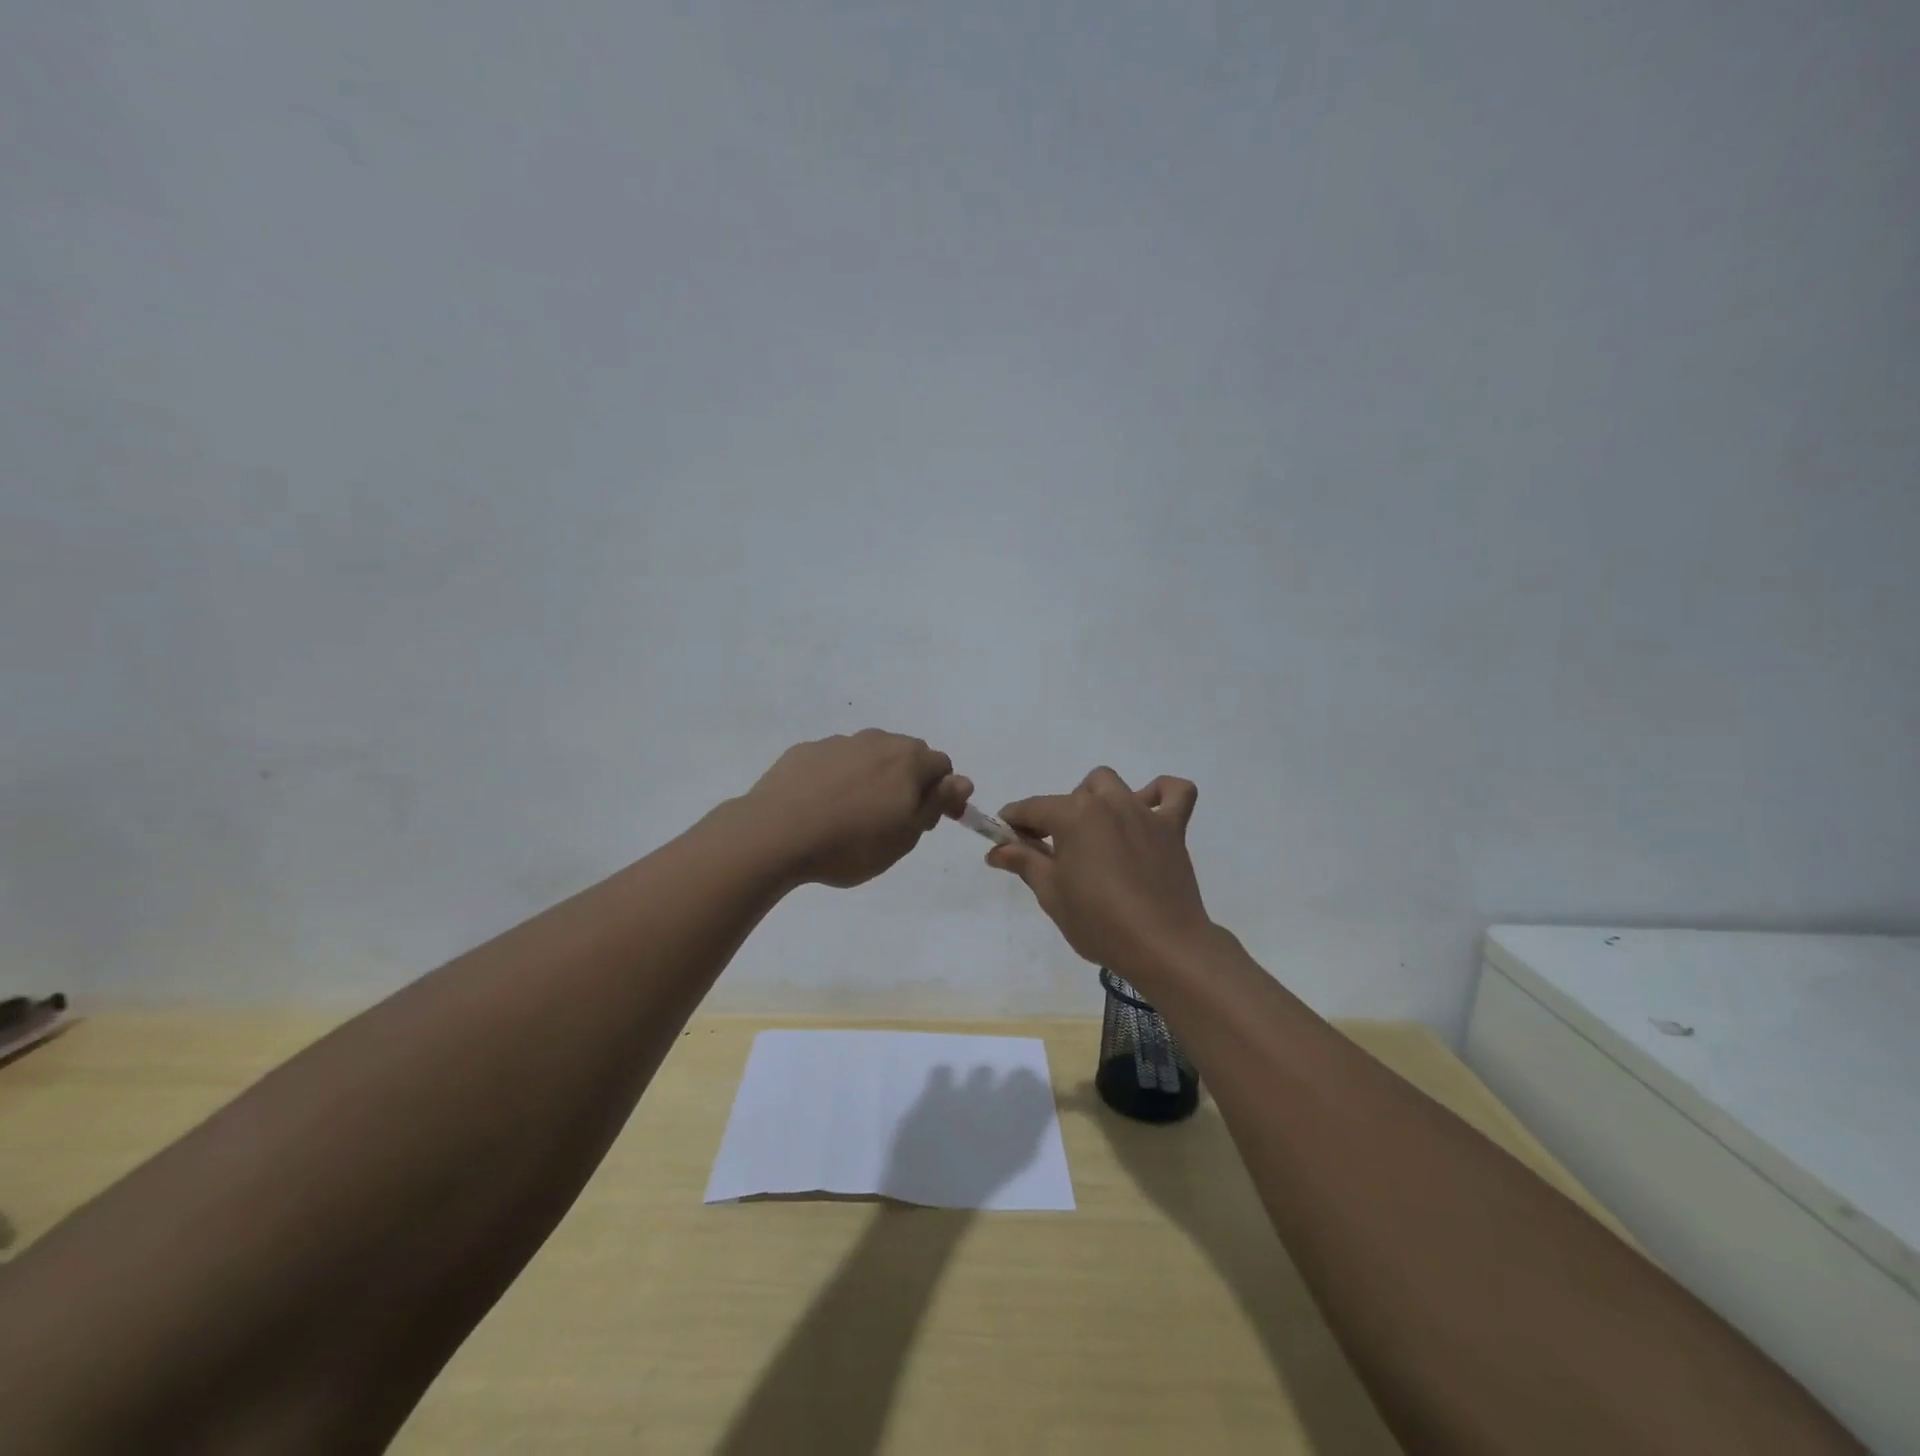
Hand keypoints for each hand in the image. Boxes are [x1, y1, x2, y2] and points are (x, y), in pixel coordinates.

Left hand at [744, 730, 971, 887]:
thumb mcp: (905, 835)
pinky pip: (834, 761)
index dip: (944, 793)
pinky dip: (838, 778)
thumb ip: (936, 803)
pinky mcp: (805, 751)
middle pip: (906, 754)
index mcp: (907, 759)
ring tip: (854, 814)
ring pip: (868, 755)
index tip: (931, 821)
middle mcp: (876, 740)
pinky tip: (822, 806)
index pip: (942, 765)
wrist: (775, 834)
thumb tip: (962, 780)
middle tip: (895, 819)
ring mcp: (837, 743)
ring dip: (873, 777)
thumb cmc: (851, 843)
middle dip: (909, 780)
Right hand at [987, 767, 1210, 973]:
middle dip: (1058, 815)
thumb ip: (1024, 862)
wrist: (1162, 946)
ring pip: (1114, 785)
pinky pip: (1177, 793)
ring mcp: (1143, 812)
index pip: (1031, 808)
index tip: (1004, 841)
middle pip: (1074, 793)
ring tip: (1096, 834)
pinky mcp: (1173, 829)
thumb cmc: (1098, 921)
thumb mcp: (1051, 893)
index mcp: (1073, 815)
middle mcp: (1108, 802)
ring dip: (1098, 801)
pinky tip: (1149, 812)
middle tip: (1055, 851)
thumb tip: (997, 849)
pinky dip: (1161, 794)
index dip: (1012, 822)